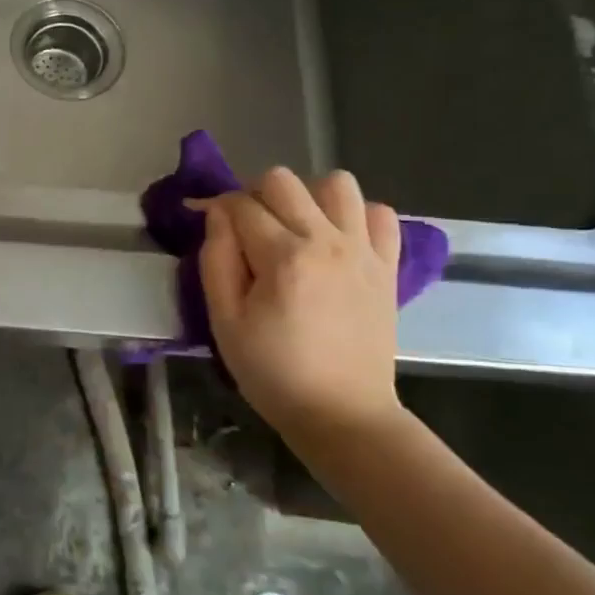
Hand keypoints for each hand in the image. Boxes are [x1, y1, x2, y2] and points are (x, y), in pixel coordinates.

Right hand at [195, 167, 406, 442]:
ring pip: (336, 183)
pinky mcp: (388, 266)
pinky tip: (337, 240)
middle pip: (283, 180)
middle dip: (254, 195)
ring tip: (295, 228)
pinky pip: (380, 213)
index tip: (206, 223)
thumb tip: (216, 216)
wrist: (342, 414)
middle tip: (247, 229)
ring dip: (308, 196)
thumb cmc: (273, 372)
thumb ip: (216, 261)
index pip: (240, 204)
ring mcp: (363, 251)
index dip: (215, 208)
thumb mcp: (224, 322)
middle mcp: (326, 241)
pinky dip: (356, 215)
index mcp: (283, 257)